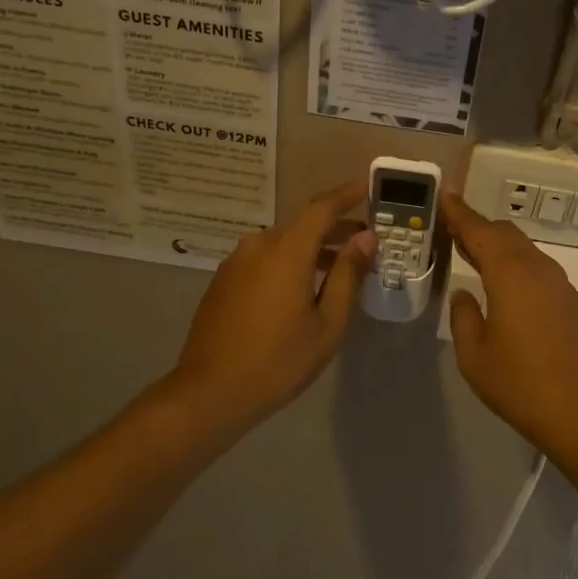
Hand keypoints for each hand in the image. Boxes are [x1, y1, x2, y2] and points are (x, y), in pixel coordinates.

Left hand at [164, 183, 375, 435]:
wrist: (210, 391)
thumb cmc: (279, 360)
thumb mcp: (327, 322)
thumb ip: (347, 274)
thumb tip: (365, 238)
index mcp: (287, 250)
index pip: (322, 207)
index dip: (347, 195)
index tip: (367, 188)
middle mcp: (259, 245)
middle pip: (303, 225)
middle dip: (335, 228)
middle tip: (364, 241)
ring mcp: (236, 262)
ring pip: (282, 243)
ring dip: (311, 248)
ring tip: (337, 269)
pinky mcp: (223, 280)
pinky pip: (263, 259)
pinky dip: (287, 262)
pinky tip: (300, 289)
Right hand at [442, 191, 577, 456]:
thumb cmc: (521, 384)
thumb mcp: (474, 355)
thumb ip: (464, 316)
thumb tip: (464, 294)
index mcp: (510, 273)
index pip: (479, 230)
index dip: (459, 212)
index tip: (445, 193)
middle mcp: (537, 268)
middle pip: (504, 233)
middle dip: (478, 227)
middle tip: (452, 230)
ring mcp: (559, 284)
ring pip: (523, 249)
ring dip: (497, 246)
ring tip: (472, 254)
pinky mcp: (570, 302)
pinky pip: (536, 267)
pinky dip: (514, 263)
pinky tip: (501, 283)